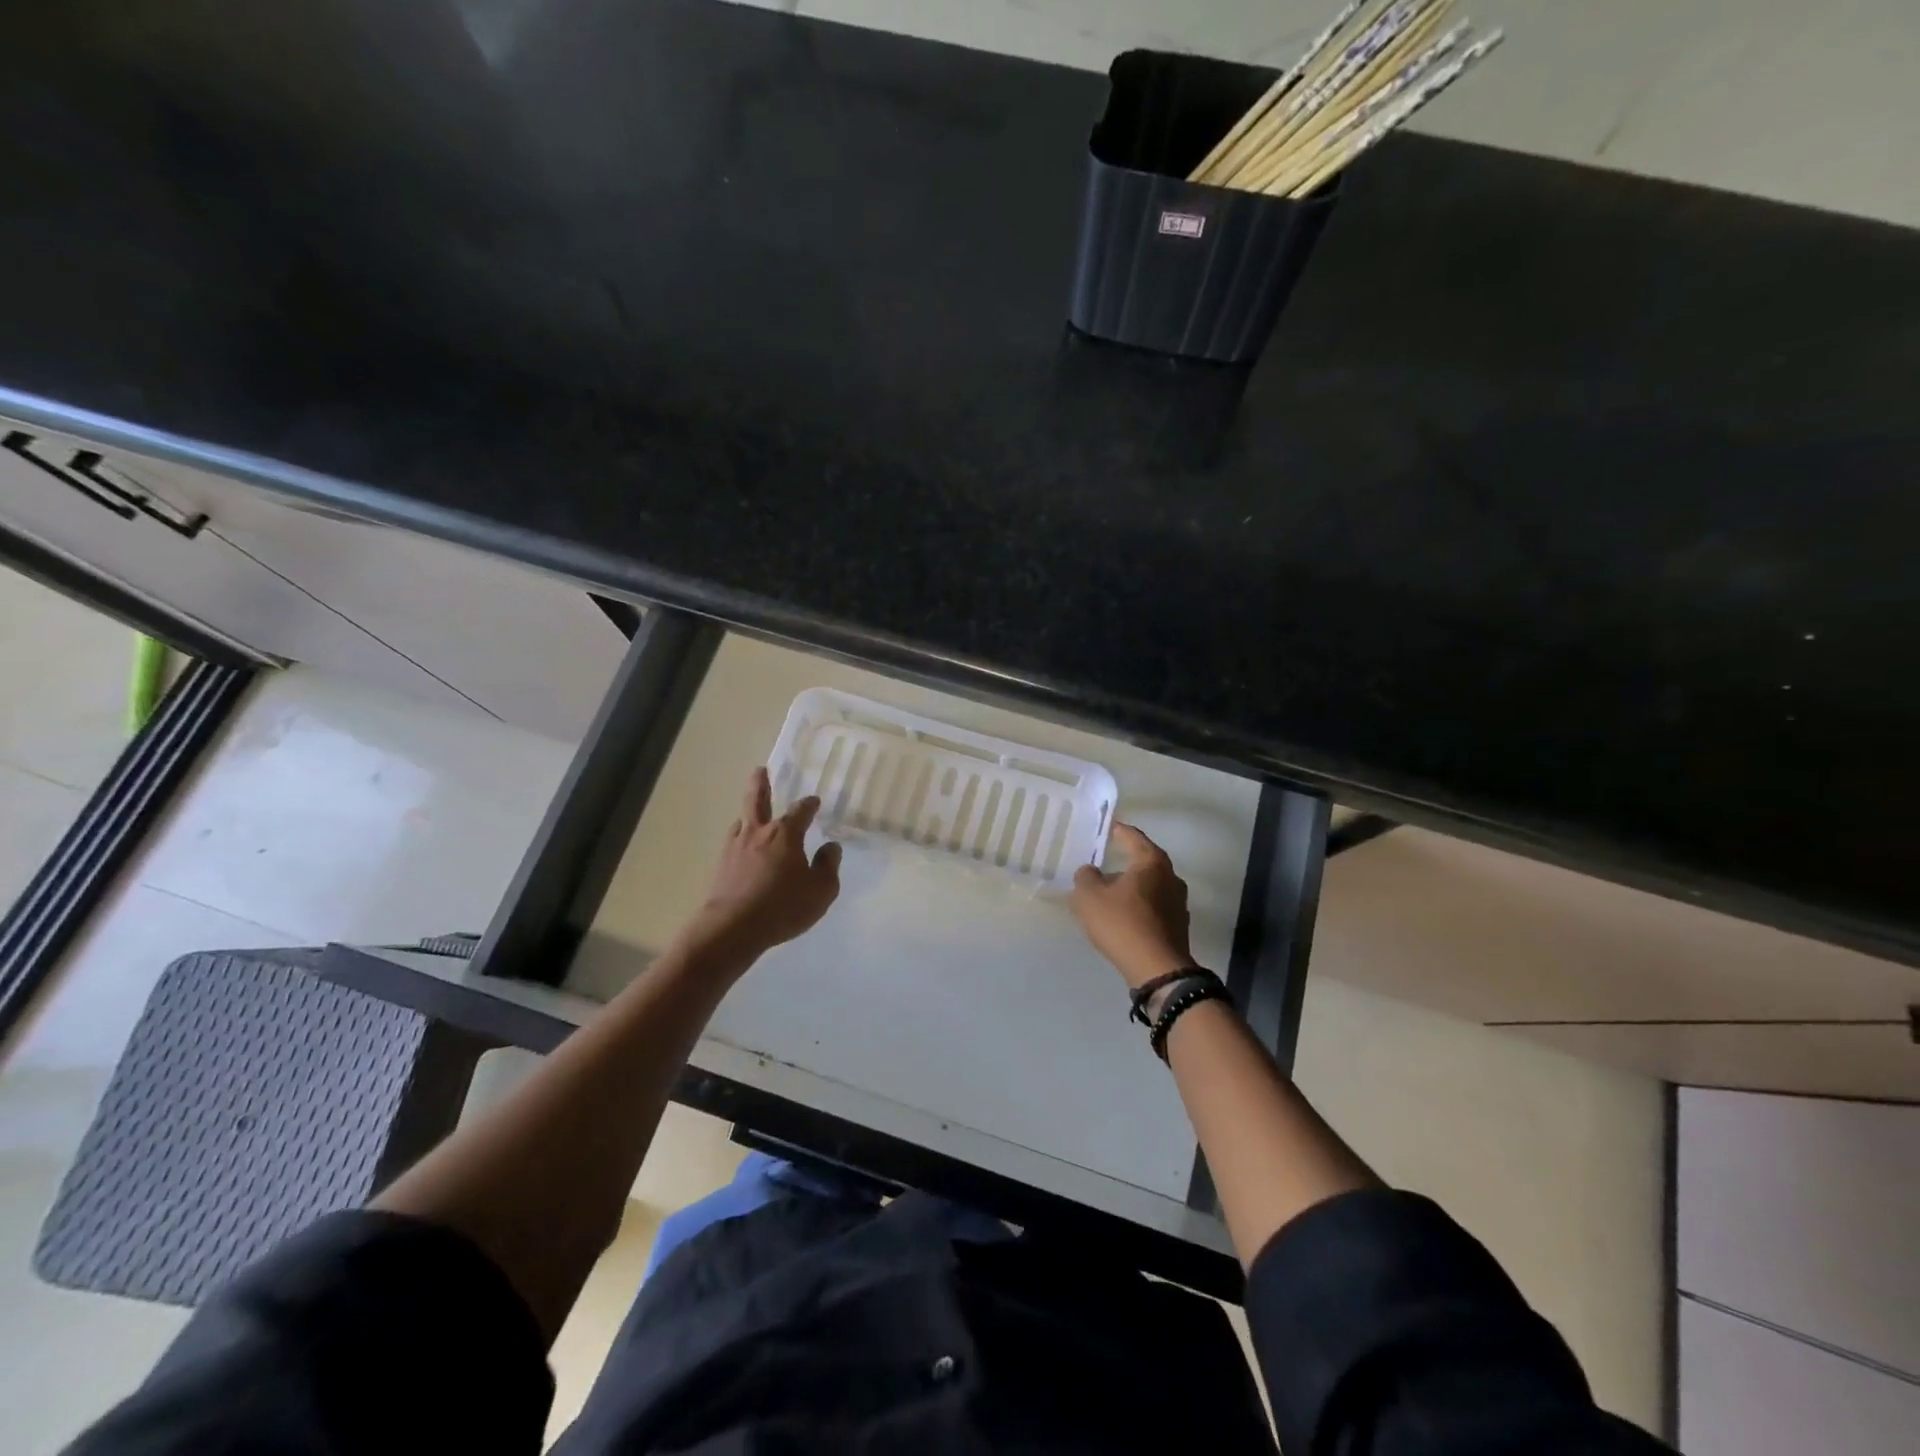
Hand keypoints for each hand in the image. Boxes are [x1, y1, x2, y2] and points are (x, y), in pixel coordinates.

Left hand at [684, 768, 841, 960]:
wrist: (732, 928)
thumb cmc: (783, 907)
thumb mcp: (821, 890)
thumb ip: (828, 866)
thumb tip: (830, 847)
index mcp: (785, 834)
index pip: (800, 810)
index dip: (809, 804)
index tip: (814, 801)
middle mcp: (758, 833)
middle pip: (757, 800)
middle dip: (760, 784)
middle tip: (760, 770)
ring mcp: (735, 848)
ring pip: (741, 822)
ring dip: (747, 816)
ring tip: (750, 816)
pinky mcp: (720, 867)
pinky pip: (733, 845)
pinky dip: (740, 842)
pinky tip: (742, 850)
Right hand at [1071, 823, 1197, 989]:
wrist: (1158, 970)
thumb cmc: (1123, 924)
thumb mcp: (1089, 897)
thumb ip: (1085, 877)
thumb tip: (1091, 872)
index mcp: (1152, 862)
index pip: (1132, 836)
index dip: (1117, 830)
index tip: (1106, 827)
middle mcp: (1170, 876)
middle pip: (1144, 861)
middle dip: (1124, 860)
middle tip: (1103, 861)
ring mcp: (1179, 902)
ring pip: (1150, 885)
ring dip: (1131, 886)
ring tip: (1109, 892)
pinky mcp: (1178, 925)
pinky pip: (1154, 906)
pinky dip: (1139, 906)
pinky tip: (1123, 916)